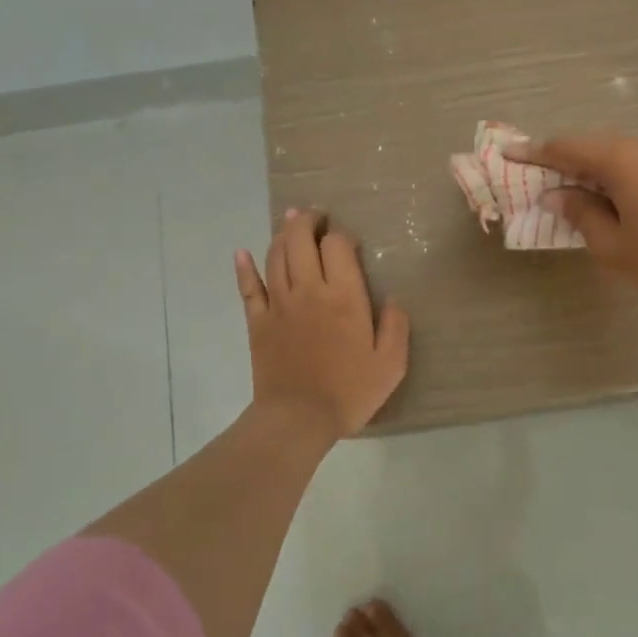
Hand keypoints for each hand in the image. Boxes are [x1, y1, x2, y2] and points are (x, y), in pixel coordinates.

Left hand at [235, 209, 409, 440]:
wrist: (298, 419)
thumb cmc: (349, 392)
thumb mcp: (390, 364)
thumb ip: (396, 327)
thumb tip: (393, 299)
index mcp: (344, 296)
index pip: (337, 245)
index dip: (342, 236)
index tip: (350, 243)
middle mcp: (309, 290)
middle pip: (300, 239)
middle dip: (307, 221)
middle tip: (316, 217)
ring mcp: (279, 304)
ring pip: (275, 255)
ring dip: (282, 234)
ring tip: (290, 222)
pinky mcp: (258, 321)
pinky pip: (248, 287)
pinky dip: (244, 267)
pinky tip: (241, 253)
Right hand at [510, 134, 637, 308]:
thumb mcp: (612, 246)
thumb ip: (580, 215)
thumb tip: (558, 196)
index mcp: (621, 159)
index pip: (566, 148)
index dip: (535, 152)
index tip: (511, 152)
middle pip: (597, 146)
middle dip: (571, 161)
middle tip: (552, 183)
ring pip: (628, 153)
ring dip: (605, 169)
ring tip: (595, 197)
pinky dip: (634, 175)